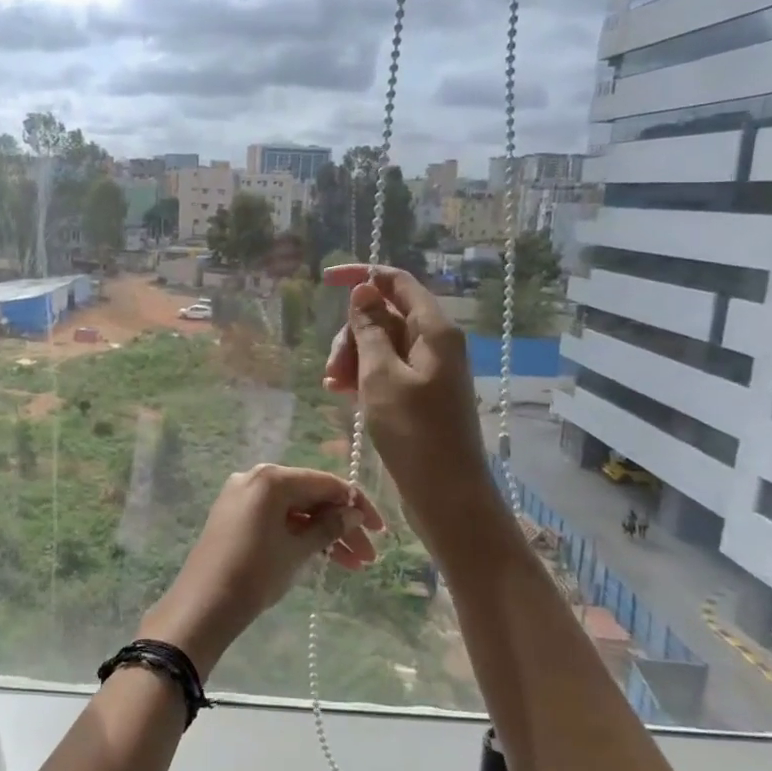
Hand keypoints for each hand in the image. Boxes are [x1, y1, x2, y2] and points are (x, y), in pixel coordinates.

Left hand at [139, 465, 383, 673]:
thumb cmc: (255, 573)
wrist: (203, 605)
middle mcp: (256, 478)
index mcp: (271, 478)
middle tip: (368, 557)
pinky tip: (325, 558)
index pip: (326, 482)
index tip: (379, 531)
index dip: (357, 505)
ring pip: (295, 509)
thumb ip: (329, 527)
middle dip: (342, 524)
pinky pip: (277, 518)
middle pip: (311, 495)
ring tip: (354, 565)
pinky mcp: (235, 516)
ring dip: (324, 533)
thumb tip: (353, 513)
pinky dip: (300, 535)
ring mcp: (243, 497)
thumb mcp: (297, 550)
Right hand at [321, 264, 487, 508]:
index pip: (397, 282)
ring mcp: (428, 370)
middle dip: (352, 333)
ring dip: (352, 358)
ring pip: (381, 344)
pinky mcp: (419, 394)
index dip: (362, 276)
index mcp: (434, 330)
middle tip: (332, 368)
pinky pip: (385, 370)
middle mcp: (435, 343)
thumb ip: (370, 329)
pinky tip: (342, 394)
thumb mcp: (381, 375)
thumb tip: (364, 290)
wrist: (446, 494)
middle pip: (385, 315)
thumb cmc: (414, 432)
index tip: (325, 281)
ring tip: (333, 387)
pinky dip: (362, 376)